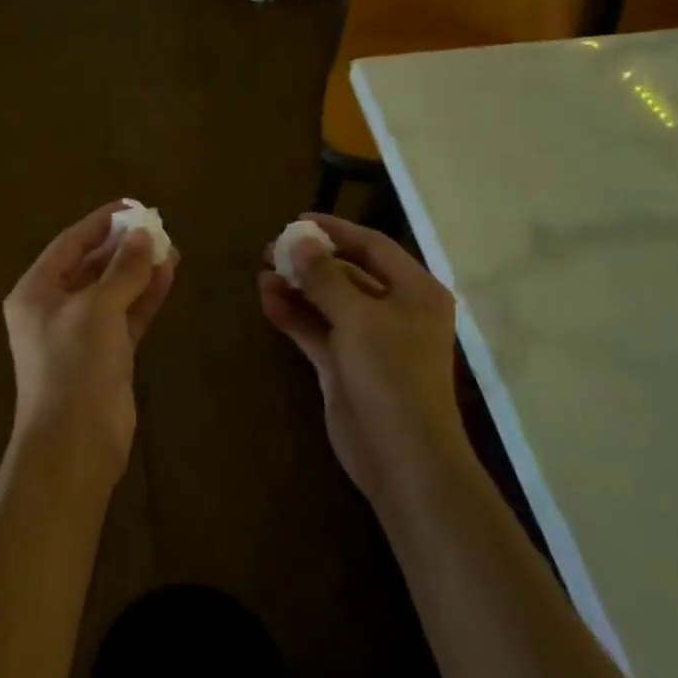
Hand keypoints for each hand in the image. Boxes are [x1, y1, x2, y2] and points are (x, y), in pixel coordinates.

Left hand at [4, 202, 178, 479]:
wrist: (75, 442)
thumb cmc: (73, 365)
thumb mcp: (97, 308)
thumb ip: (122, 269)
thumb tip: (144, 236)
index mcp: (36, 292)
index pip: (69, 244)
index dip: (100, 223)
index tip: (132, 207)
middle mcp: (55, 308)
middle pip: (91, 266)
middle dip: (123, 247)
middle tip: (158, 227)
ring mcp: (82, 333)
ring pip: (113, 291)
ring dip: (139, 270)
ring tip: (171, 248)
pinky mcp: (106, 355)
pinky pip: (126, 315)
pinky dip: (145, 296)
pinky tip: (168, 275)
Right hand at [259, 215, 471, 511]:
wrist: (402, 457)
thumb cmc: (391, 375)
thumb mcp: (358, 318)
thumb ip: (326, 277)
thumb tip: (300, 241)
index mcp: (415, 291)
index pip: (373, 246)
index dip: (335, 230)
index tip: (297, 221)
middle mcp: (395, 310)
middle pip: (348, 272)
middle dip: (310, 260)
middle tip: (270, 249)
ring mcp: (369, 340)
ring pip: (328, 302)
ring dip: (297, 288)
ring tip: (262, 272)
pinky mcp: (345, 366)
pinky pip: (317, 330)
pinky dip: (294, 316)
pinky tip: (267, 301)